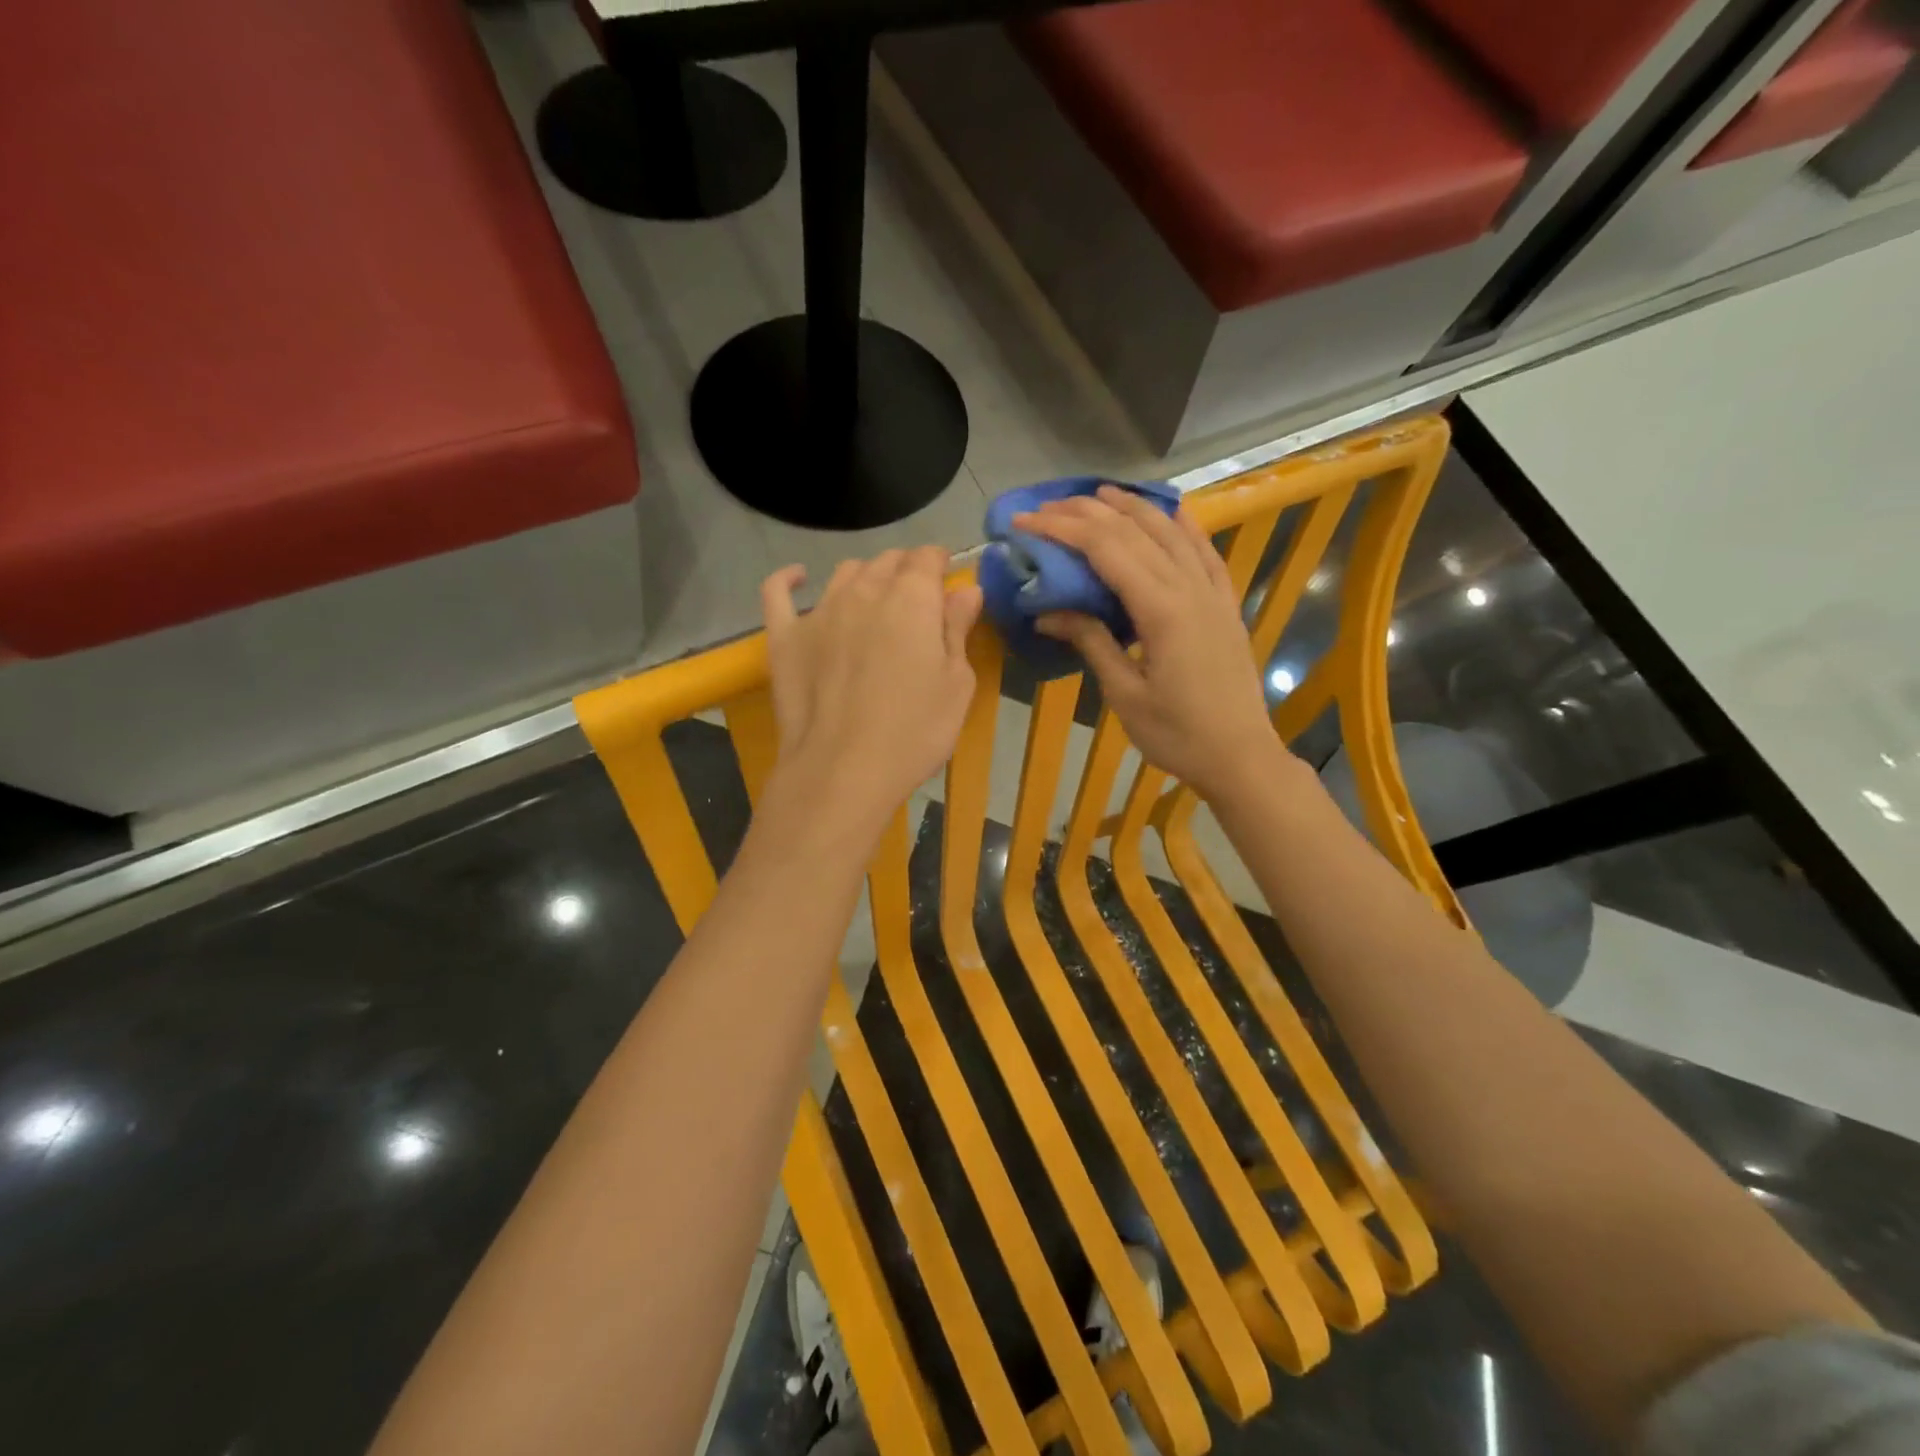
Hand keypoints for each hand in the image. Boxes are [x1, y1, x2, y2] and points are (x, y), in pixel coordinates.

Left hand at [759, 547, 983, 837]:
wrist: (843, 771)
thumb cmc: (914, 731)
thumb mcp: (956, 684)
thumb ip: (958, 629)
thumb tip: (966, 590)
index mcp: (910, 599)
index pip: (926, 558)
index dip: (939, 564)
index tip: (947, 580)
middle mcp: (863, 592)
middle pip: (886, 562)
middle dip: (906, 570)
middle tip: (917, 599)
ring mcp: (818, 612)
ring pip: (844, 574)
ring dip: (865, 577)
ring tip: (874, 600)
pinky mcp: (784, 637)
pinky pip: (778, 592)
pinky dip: (790, 579)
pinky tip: (798, 577)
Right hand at [1015, 487, 1279, 800]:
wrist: (1240, 756)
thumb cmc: (1177, 734)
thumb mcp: (1125, 694)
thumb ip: (1091, 642)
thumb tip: (1048, 611)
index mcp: (1162, 610)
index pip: (1105, 550)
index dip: (1062, 529)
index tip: (1025, 522)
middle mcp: (1189, 588)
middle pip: (1134, 531)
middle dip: (1087, 512)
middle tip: (1047, 507)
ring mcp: (1213, 593)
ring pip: (1171, 531)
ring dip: (1132, 507)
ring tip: (1098, 494)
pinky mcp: (1225, 603)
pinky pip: (1205, 551)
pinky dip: (1185, 525)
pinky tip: (1171, 510)